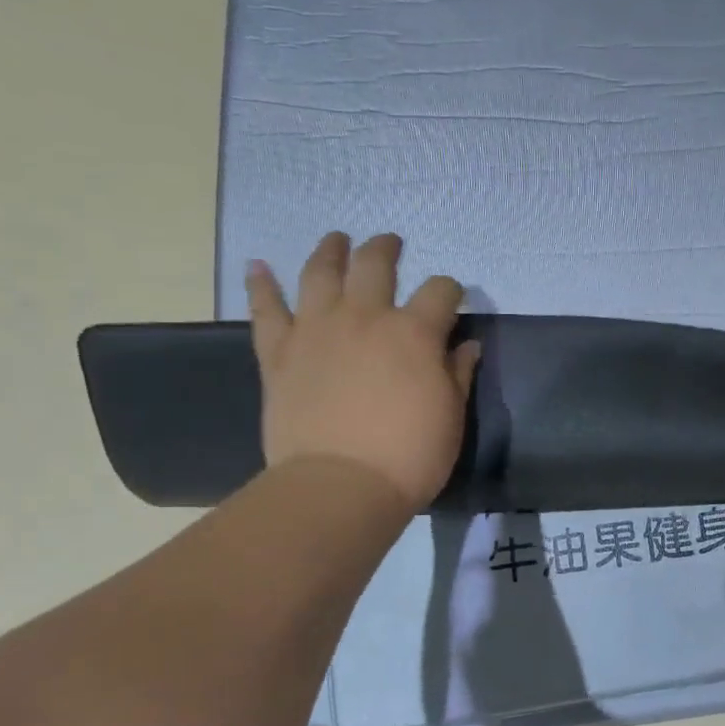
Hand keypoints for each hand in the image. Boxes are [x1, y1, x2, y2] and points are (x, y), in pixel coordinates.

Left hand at [245, 232, 479, 512]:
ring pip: (320, 274)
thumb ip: (457, 374)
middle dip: (386, 249)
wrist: (339, 486)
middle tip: (391, 244)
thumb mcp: (451, 416)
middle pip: (375, 265)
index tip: (453, 298)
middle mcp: (364, 318)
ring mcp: (316, 331)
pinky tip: (258, 266)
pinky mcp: (278, 354)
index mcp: (413, 332)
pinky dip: (261, 286)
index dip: (451, 290)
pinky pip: (266, 311)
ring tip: (336, 239)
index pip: (440, 292)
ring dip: (330, 251)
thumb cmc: (409, 455)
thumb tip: (466, 346)